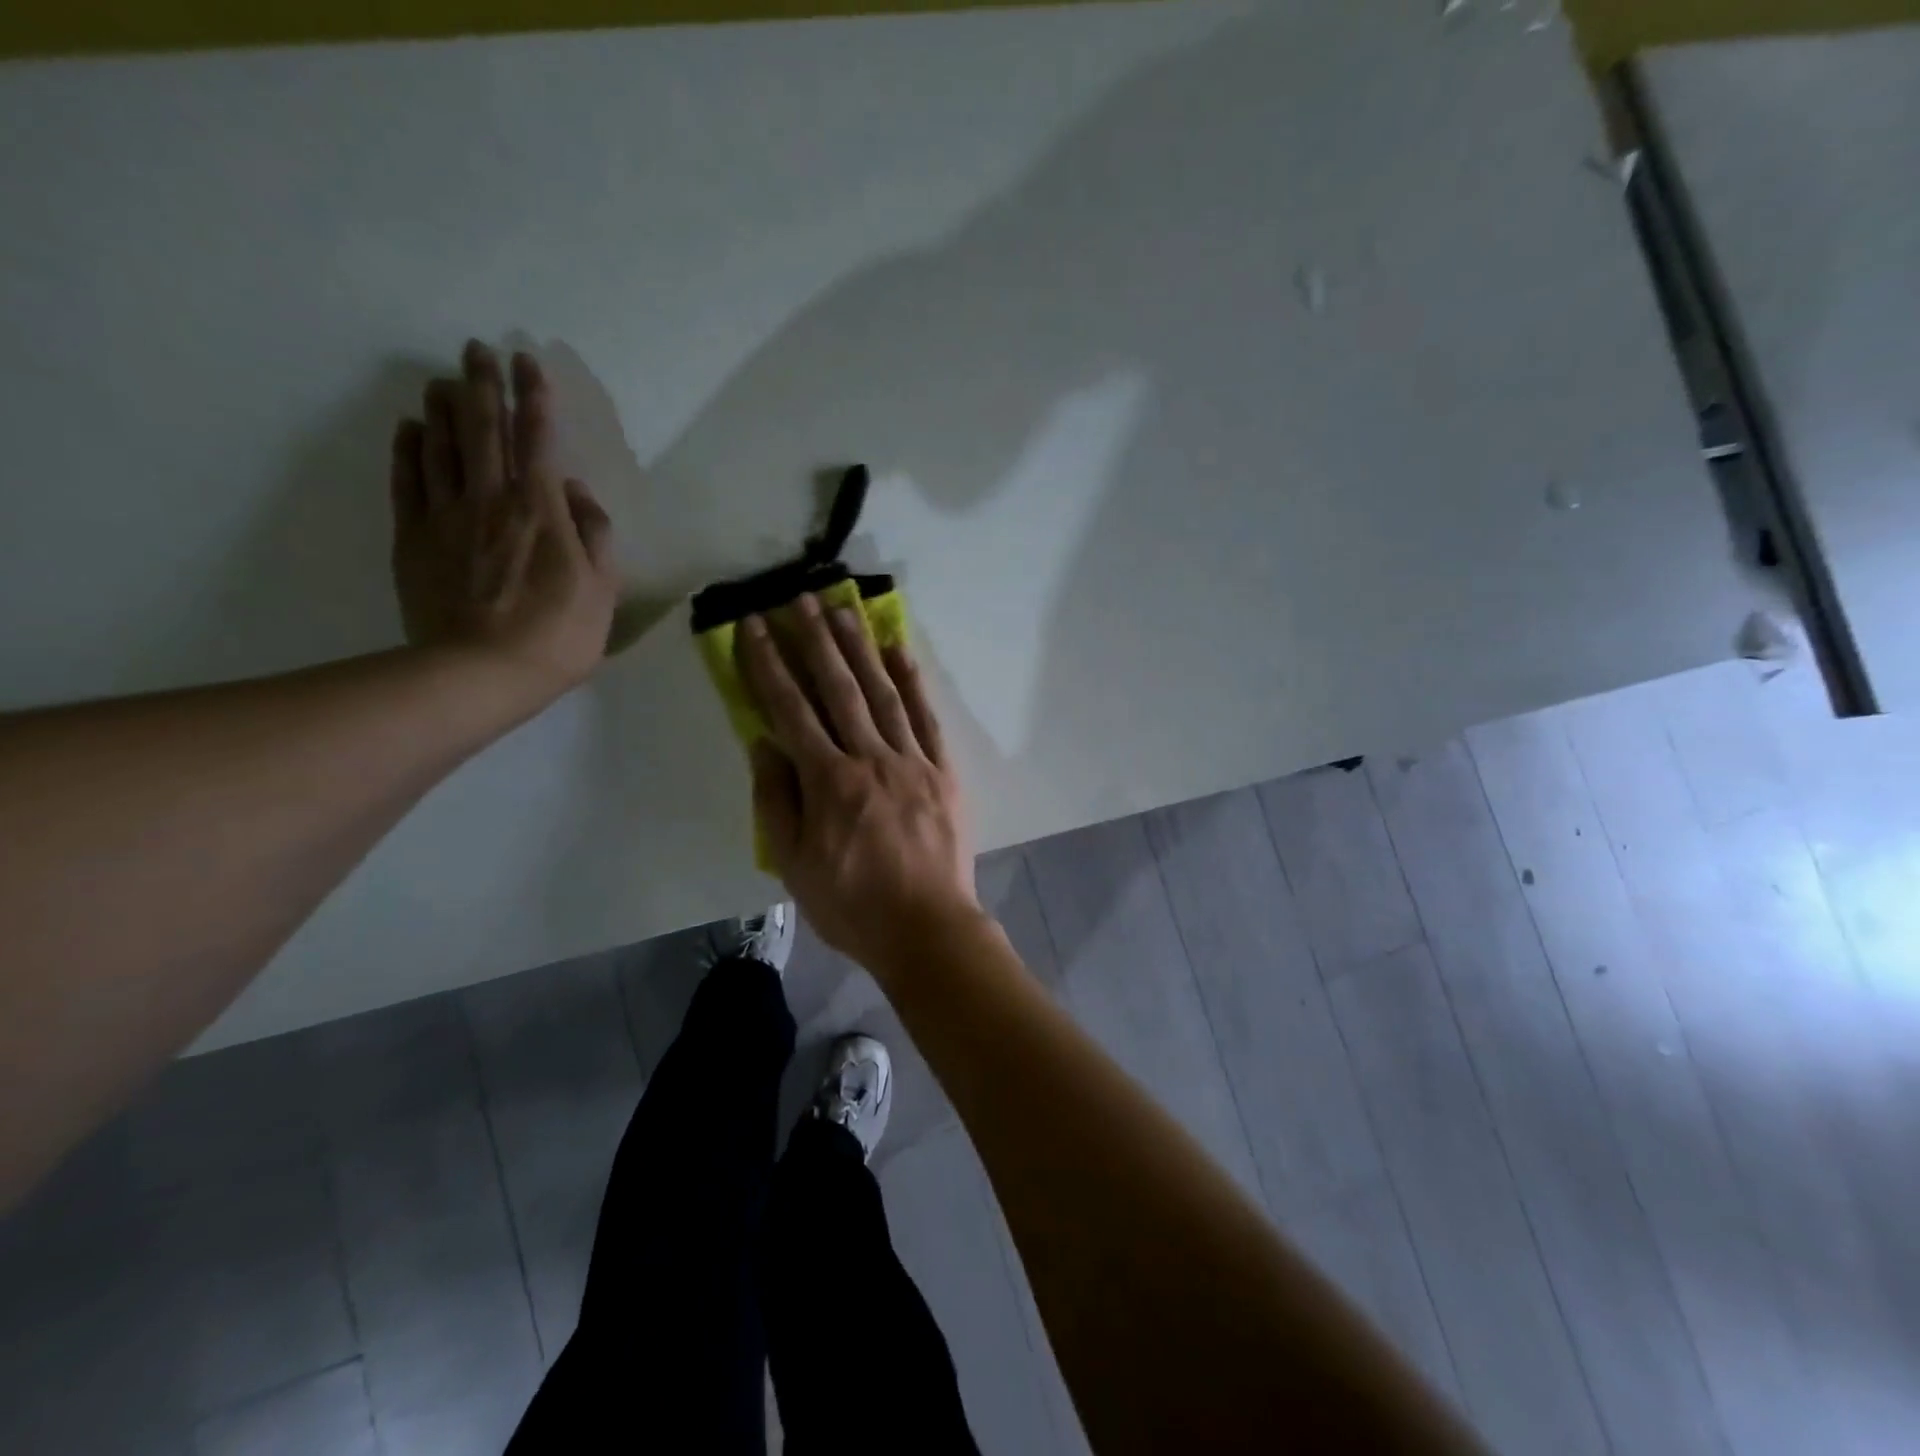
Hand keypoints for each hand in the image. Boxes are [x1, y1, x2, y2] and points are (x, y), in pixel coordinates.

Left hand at [390, 341, 617, 700]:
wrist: (480, 672)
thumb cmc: (557, 635)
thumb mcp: (601, 589)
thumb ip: (595, 535)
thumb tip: (578, 493)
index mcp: (541, 510)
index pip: (539, 439)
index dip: (535, 398)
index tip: (528, 363)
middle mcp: (490, 499)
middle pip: (484, 429)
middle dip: (483, 385)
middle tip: (477, 349)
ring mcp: (445, 516)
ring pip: (442, 446)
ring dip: (444, 408)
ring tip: (444, 380)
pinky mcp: (413, 537)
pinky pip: (408, 480)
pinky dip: (409, 448)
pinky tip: (411, 429)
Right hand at [736, 594, 981, 971]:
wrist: (926, 927)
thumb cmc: (851, 904)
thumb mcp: (793, 863)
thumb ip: (776, 799)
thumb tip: (764, 742)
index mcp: (828, 780)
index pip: (790, 709)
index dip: (769, 664)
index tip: (755, 626)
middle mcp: (869, 757)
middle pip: (838, 688)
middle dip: (816, 640)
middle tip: (800, 597)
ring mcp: (911, 760)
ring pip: (882, 692)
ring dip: (861, 648)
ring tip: (844, 609)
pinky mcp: (943, 770)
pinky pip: (926, 717)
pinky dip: (914, 681)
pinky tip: (900, 651)